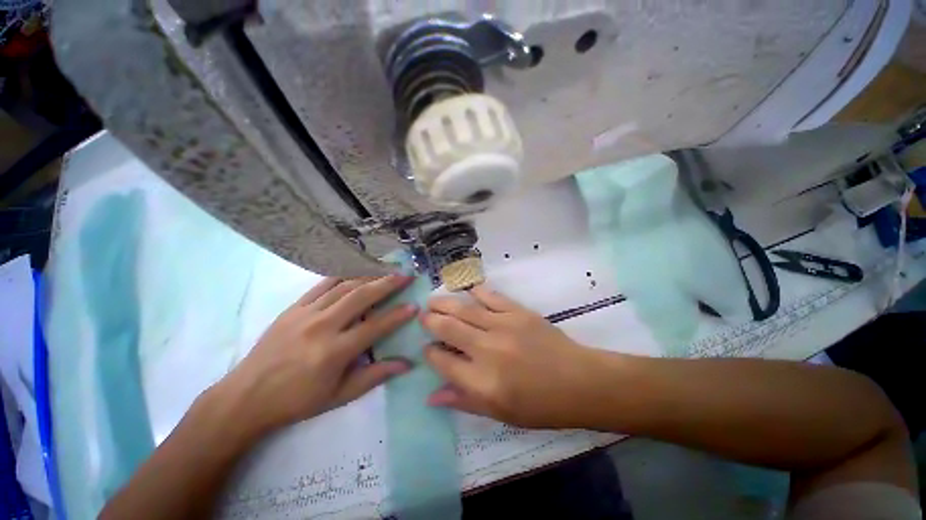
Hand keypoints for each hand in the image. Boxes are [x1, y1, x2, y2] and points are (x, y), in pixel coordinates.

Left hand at [215, 276, 416, 436]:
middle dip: (387, 283)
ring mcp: (305, 313)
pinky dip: (342, 275)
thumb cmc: (296, 401)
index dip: (398, 315)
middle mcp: (322, 326)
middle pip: (361, 297)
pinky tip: (355, 270)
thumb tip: (406, 364)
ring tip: (386, 269)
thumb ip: (375, 376)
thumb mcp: (339, 396)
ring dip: (368, 276)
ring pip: (344, 286)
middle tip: (405, 274)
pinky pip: (322, 285)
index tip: (414, 305)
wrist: (246, 397)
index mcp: (334, 352)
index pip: (375, 326)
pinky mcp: (293, 308)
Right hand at [421, 285, 602, 428]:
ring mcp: (503, 326)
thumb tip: (431, 396)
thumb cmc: (540, 405)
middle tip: (423, 315)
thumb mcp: (500, 413)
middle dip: (430, 321)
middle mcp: (487, 350)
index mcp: (481, 382)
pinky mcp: (517, 312)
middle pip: (448, 329)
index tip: (427, 348)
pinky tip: (467, 290)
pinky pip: (490, 296)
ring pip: (464, 309)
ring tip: (433, 301)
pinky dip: (475, 291)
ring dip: (444, 303)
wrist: (579, 382)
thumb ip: (464, 401)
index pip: (442, 362)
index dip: (430, 353)